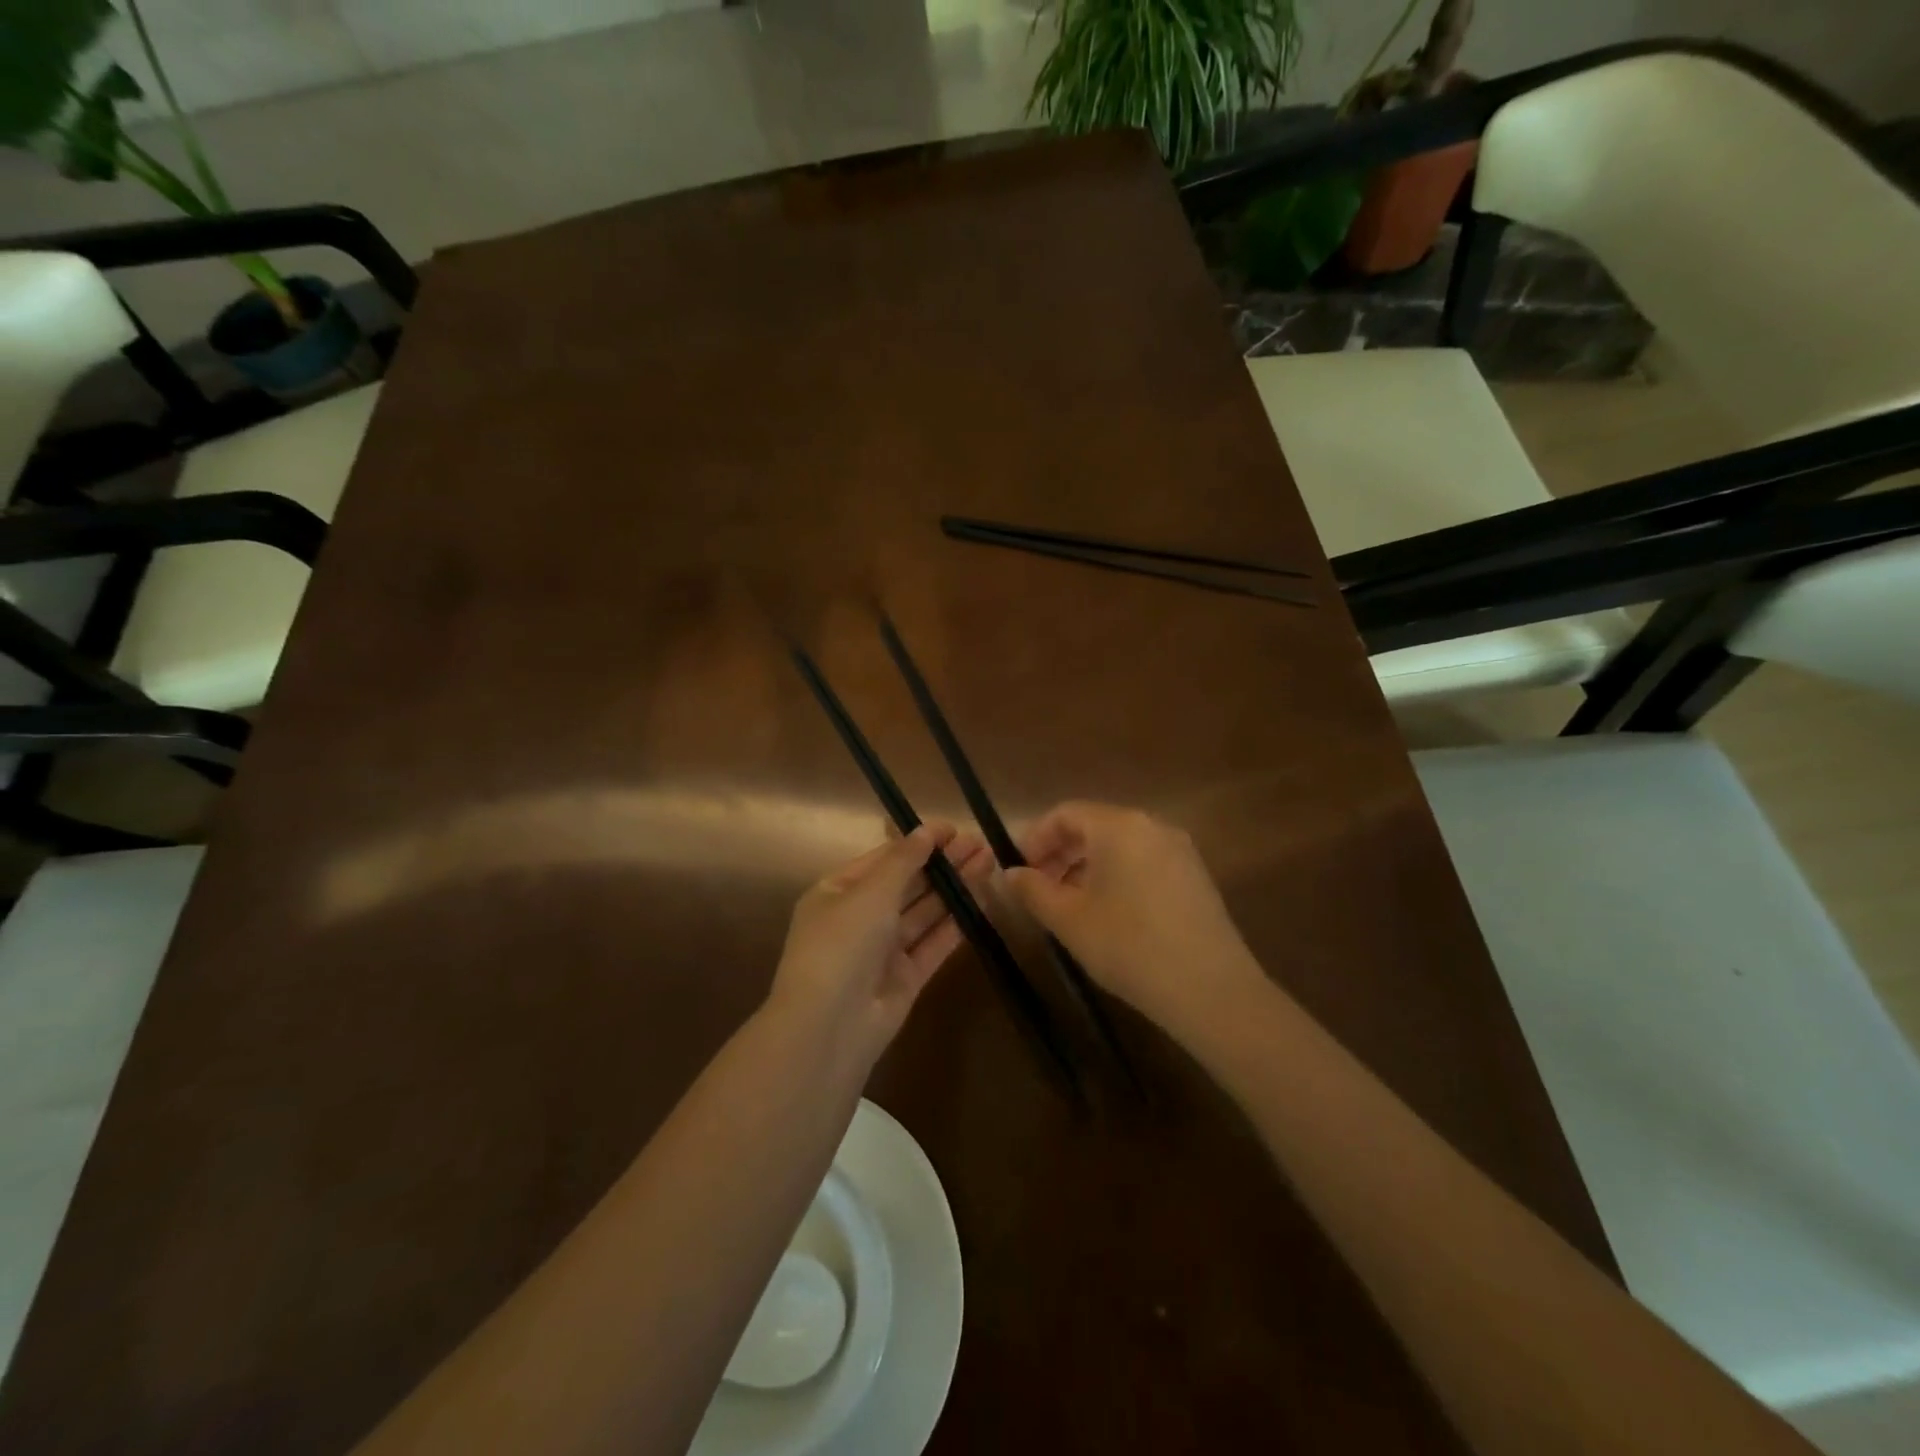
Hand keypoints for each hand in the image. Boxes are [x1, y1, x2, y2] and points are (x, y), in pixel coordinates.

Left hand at [769, 821, 991, 1062]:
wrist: (829, 1026)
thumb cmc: (842, 944)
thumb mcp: (870, 892)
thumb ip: (903, 861)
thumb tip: (926, 831)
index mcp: (837, 892)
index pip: (883, 859)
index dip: (918, 842)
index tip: (953, 829)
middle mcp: (859, 918)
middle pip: (907, 884)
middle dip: (941, 863)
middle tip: (980, 844)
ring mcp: (883, 950)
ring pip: (924, 912)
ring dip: (954, 888)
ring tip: (988, 863)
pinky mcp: (906, 978)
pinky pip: (933, 943)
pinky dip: (955, 923)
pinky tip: (981, 901)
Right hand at [1002, 802, 1265, 1035]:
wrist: (1211, 990)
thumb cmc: (1129, 946)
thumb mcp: (1069, 920)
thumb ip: (1033, 890)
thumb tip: (1009, 874)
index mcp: (1119, 826)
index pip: (1065, 813)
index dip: (1035, 838)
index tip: (1018, 870)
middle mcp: (1152, 825)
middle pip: (1094, 826)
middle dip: (1060, 854)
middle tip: (1038, 889)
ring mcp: (1179, 850)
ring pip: (1119, 845)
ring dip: (1086, 867)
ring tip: (1069, 906)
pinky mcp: (1195, 876)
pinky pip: (1144, 862)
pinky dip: (1117, 876)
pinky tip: (1109, 914)